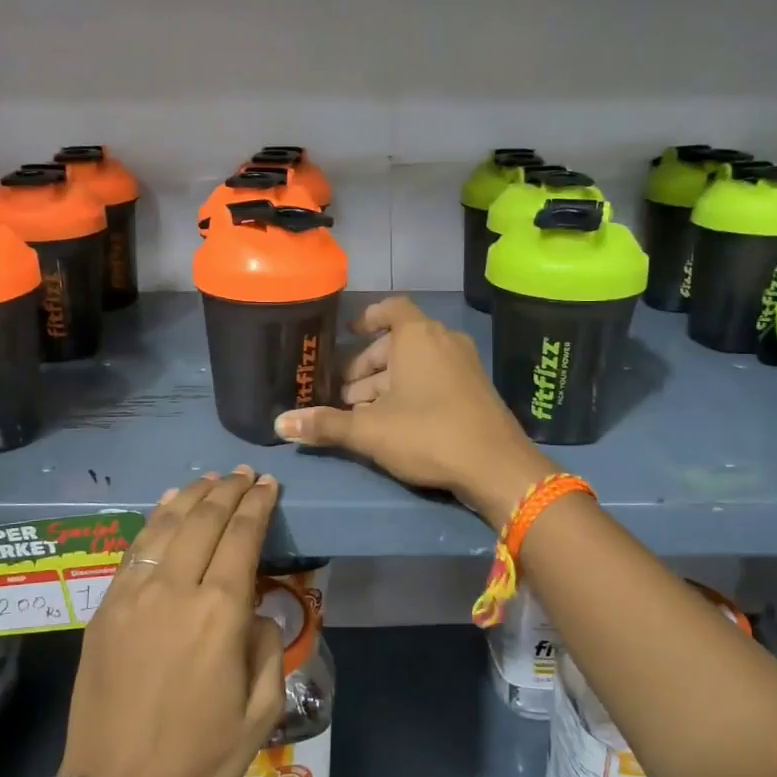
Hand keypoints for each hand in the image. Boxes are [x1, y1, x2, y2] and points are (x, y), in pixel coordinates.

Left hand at [58, 468, 285, 776]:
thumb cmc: (198, 756)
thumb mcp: (261, 713)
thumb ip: (268, 649)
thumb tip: (256, 610)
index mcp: (220, 613)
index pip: (242, 537)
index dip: (257, 505)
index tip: (268, 484)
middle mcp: (176, 589)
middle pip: (204, 520)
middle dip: (228, 490)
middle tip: (244, 473)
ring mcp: (134, 594)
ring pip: (167, 525)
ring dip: (192, 496)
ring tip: (211, 479)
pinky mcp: (106, 606)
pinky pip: (135, 548)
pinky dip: (155, 519)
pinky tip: (167, 506)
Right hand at [273, 297, 555, 523]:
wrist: (497, 466)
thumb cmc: (428, 434)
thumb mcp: (370, 431)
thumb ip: (325, 424)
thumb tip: (279, 423)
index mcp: (418, 336)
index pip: (391, 309)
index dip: (367, 318)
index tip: (346, 334)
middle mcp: (443, 340)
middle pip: (398, 342)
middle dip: (366, 365)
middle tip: (342, 392)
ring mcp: (464, 364)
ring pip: (416, 363)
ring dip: (386, 382)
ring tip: (361, 412)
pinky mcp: (475, 389)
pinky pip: (435, 377)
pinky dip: (411, 390)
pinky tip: (393, 422)